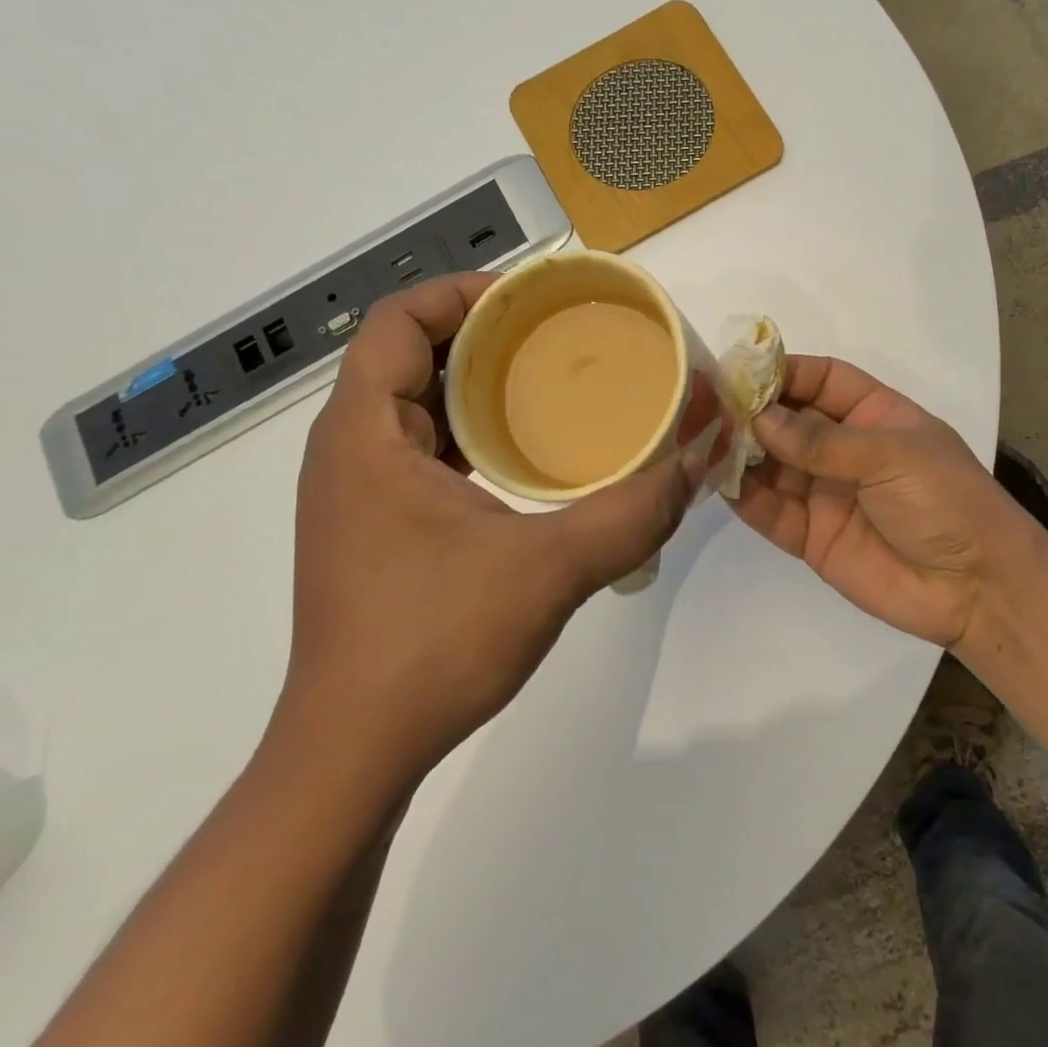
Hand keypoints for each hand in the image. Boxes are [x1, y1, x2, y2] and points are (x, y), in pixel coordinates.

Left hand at [286, 275, 700, 786]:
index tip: (531, 301)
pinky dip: (469, 437)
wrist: (352, 753)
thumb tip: (699, 460)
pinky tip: (524, 463)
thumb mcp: (548, 569)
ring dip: (476, 389)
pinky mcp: (371, 532)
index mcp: (364, 434)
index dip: (461, 293)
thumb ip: (632, 512)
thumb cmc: (432, 644)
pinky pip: (418, 453)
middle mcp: (347, 451)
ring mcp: (355, 495)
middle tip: (557, 341)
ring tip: (549, 390)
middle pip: (407, 357)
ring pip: (413, 407)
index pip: (396, 321)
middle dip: (482, 336)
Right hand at [730, 356, 1047, 648]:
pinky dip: (743, 496)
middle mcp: (845, 449)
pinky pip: (769, 510)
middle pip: (788, 420)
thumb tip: (759, 418)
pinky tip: (716, 481)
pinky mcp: (810, 536)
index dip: (784, 372)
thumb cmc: (947, 501)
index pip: (821, 380)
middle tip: (706, 406)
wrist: (977, 589)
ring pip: (771, 464)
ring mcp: (825, 492)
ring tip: (702, 441)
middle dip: (751, 412)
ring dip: (740, 453)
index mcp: (875, 415)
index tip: (741, 370)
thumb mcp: (892, 456)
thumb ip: (822, 442)